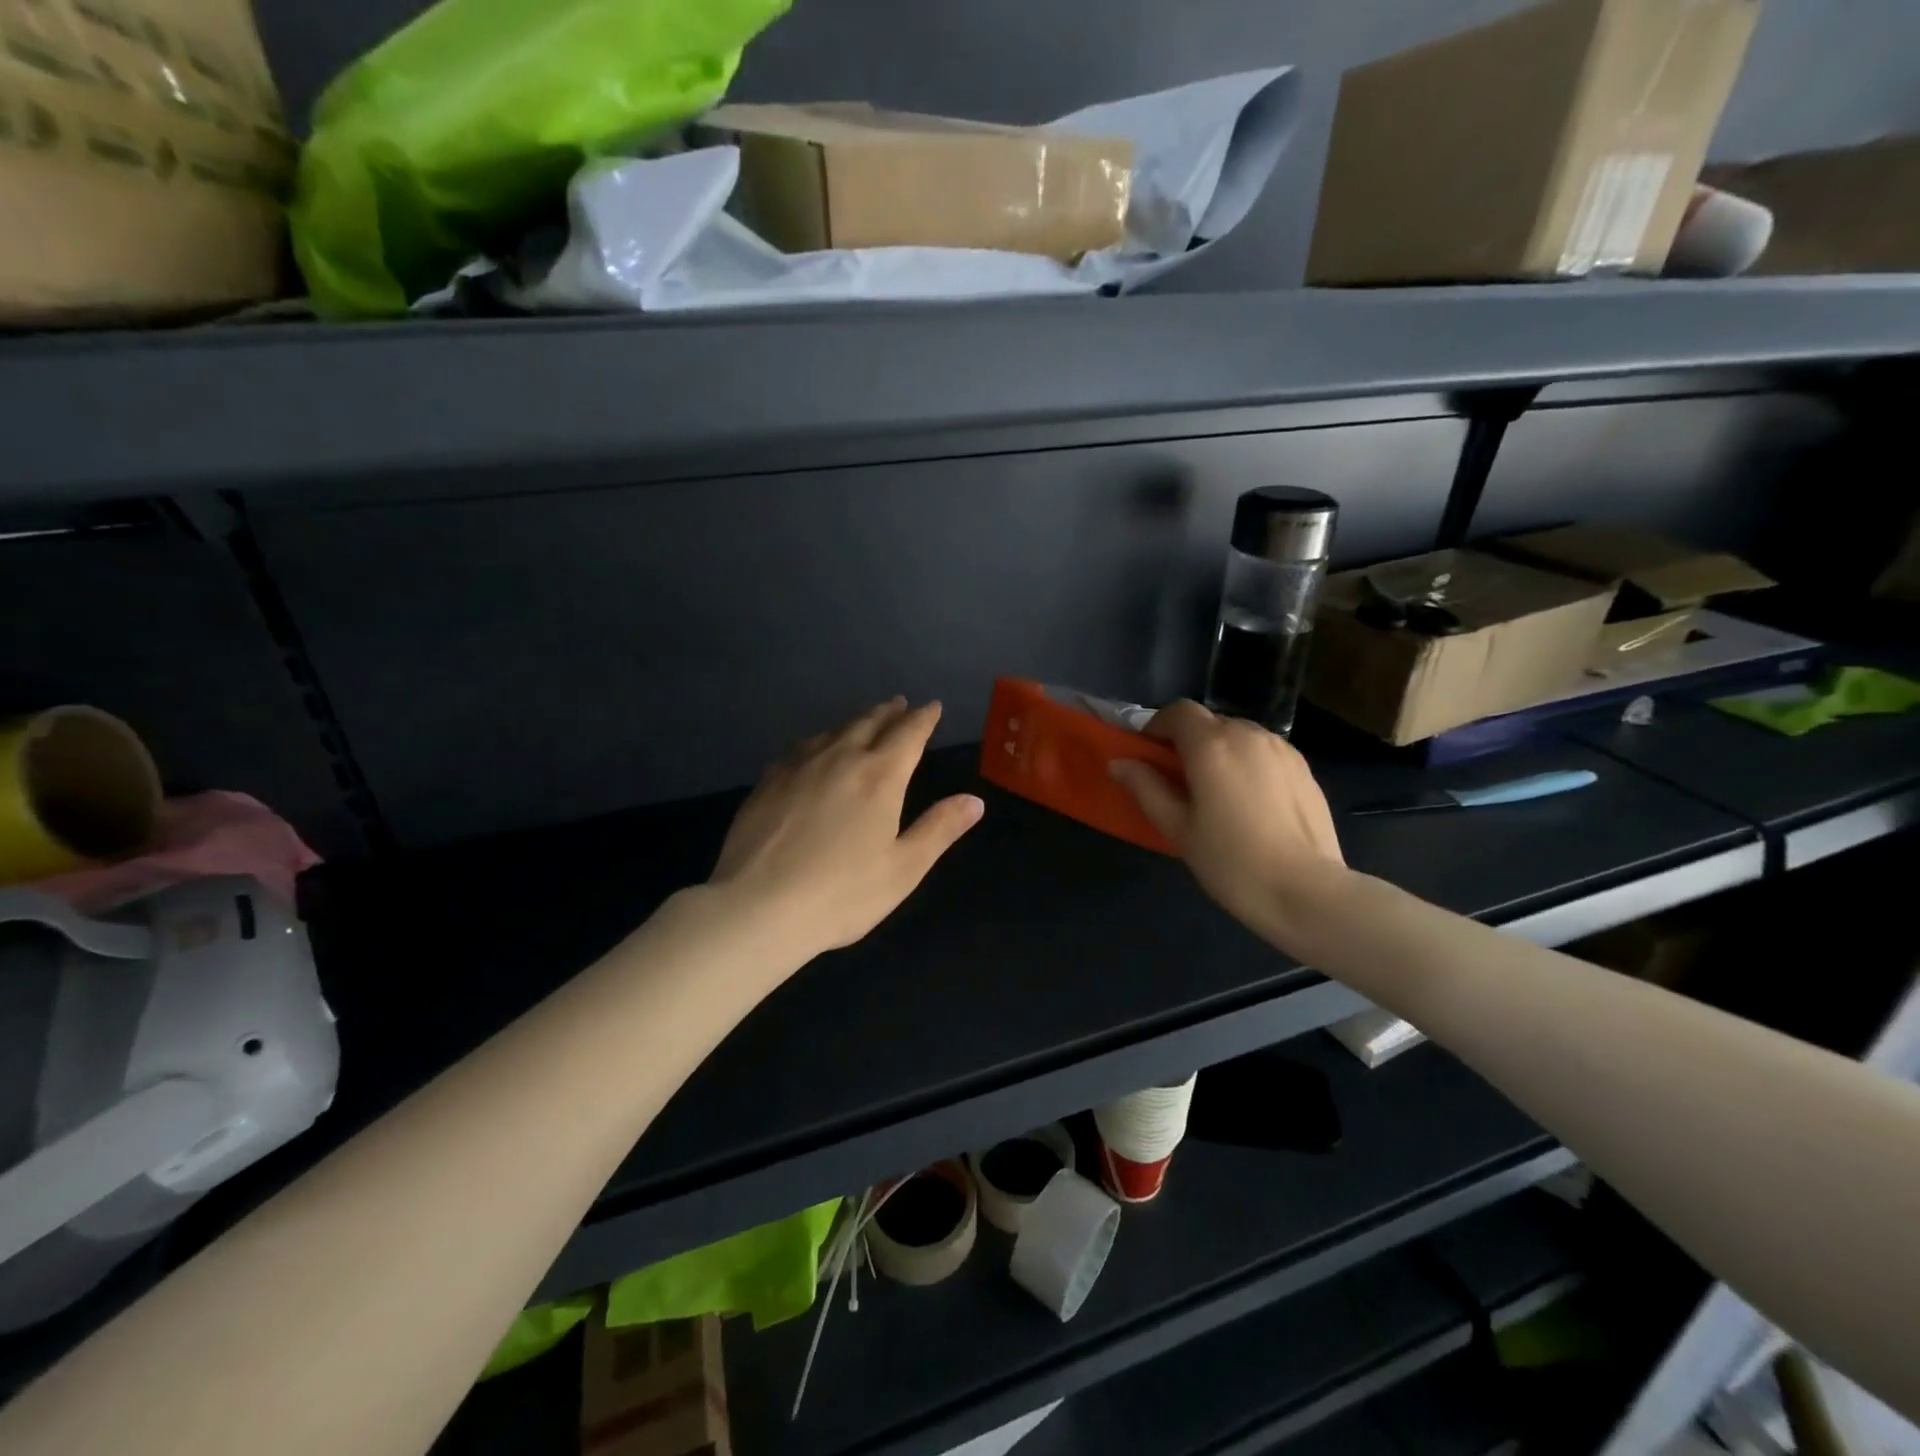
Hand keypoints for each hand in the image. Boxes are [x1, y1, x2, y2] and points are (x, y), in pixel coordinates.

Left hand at [711, 698, 983, 955]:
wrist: (757, 907)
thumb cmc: (842, 893)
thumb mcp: (904, 868)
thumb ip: (939, 829)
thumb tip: (974, 800)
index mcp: (880, 777)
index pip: (909, 734)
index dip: (923, 718)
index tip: (932, 706)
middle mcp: (840, 759)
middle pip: (869, 723)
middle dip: (889, 712)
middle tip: (899, 704)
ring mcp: (799, 767)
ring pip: (833, 731)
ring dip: (855, 721)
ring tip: (864, 719)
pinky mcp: (768, 782)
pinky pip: (801, 747)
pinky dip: (819, 740)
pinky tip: (814, 749)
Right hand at [1109, 700, 1344, 941]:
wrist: (1306, 892)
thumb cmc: (1231, 861)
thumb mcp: (1177, 828)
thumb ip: (1146, 788)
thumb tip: (1119, 762)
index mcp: (1212, 745)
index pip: (1178, 711)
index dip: (1158, 727)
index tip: (1149, 756)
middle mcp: (1248, 734)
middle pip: (1209, 721)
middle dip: (1188, 742)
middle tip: (1179, 781)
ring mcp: (1282, 749)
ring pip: (1239, 735)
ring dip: (1220, 751)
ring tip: (1217, 794)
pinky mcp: (1304, 768)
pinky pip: (1264, 753)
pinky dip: (1247, 764)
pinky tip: (1249, 804)